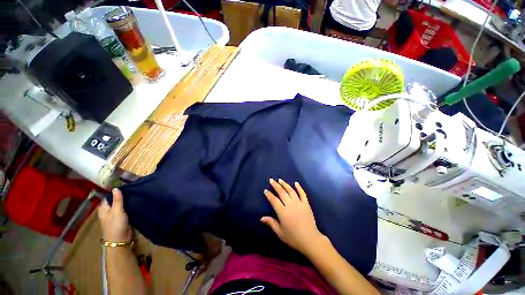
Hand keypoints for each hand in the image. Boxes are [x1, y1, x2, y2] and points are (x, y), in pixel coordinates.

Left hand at [98, 188, 131, 241]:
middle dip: (121, 196)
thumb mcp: (117, 211)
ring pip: (121, 206)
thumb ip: (117, 200)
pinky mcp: (122, 219)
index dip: (114, 192)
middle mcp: (108, 212)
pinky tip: (135, 203)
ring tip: (135, 194)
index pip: (107, 197)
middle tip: (132, 189)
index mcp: (104, 209)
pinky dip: (129, 206)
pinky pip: (125, 210)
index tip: (124, 185)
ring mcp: (115, 216)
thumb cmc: (116, 225)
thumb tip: (116, 188)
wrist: (121, 240)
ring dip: (126, 201)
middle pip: (114, 201)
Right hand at [261, 179, 326, 255]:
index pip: (274, 200)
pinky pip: (302, 193)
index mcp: (283, 212)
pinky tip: (296, 183)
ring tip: (280, 180)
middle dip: (275, 185)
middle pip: (281, 192)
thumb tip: (261, 218)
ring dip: (285, 184)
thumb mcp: (280, 232)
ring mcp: (299, 203)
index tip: (265, 190)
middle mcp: (290, 205)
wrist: (310, 240)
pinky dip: (299, 188)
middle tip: (271, 180)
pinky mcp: (306, 204)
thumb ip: (271, 223)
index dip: (269, 195)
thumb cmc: (293, 237)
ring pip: (290, 190)